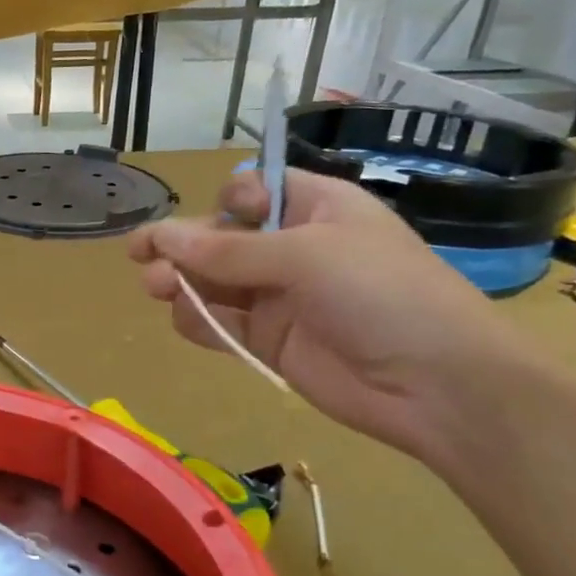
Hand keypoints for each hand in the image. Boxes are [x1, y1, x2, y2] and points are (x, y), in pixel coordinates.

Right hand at [128, 170, 535, 462]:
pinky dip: (197, 320)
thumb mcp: (306, 255)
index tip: (214, 218)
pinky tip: (184, 318)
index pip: (255, 190)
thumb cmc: (381, 294)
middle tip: (142, 256)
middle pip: (221, 236)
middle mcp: (292, 248)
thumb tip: (161, 237)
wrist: (433, 385)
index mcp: (316, 208)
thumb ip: (229, 249)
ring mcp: (279, 297)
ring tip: (158, 288)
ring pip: (212, 281)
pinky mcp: (269, 341)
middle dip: (182, 243)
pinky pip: (220, 323)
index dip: (226, 200)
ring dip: (180, 280)